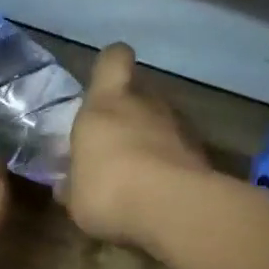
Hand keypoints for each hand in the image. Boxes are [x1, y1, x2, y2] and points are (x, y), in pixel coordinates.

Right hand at [62, 44, 211, 248]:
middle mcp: (145, 105)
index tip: (102, 83)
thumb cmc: (108, 190)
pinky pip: (179, 150)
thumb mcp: (75, 195)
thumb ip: (73, 183)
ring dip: (150, 139)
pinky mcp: (202, 153)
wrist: (173, 209)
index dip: (109, 65)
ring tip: (137, 172)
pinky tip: (159, 191)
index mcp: (105, 105)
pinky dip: (170, 164)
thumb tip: (67, 185)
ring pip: (161, 121)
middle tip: (113, 143)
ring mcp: (179, 126)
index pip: (114, 59)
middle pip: (139, 93)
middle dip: (128, 113)